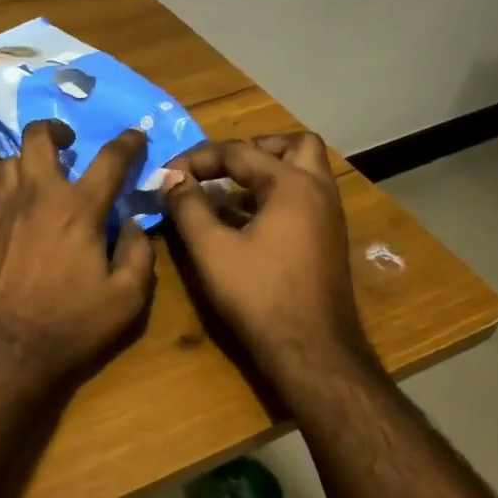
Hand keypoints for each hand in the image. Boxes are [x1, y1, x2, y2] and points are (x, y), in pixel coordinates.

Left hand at [0, 122, 155, 392]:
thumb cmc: (68, 327)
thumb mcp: (126, 300)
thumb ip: (138, 254)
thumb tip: (132, 223)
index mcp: (77, 209)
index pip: (110, 159)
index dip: (128, 143)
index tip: (136, 136)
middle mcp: (35, 196)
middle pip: (39, 138)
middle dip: (56, 129)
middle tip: (68, 142)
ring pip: (9, 162)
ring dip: (29, 163)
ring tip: (41, 181)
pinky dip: (8, 193)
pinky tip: (15, 215)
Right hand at [161, 133, 374, 387]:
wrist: (312, 351)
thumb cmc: (259, 295)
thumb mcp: (211, 249)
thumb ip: (188, 206)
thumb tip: (172, 178)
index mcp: (292, 185)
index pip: (239, 152)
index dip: (198, 158)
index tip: (168, 175)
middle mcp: (318, 191)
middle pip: (293, 145)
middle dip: (253, 149)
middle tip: (220, 166)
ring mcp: (329, 217)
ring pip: (303, 171)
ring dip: (266, 171)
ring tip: (226, 191)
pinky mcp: (327, 240)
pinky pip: (303, 198)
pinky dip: (275, 195)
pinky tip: (244, 221)